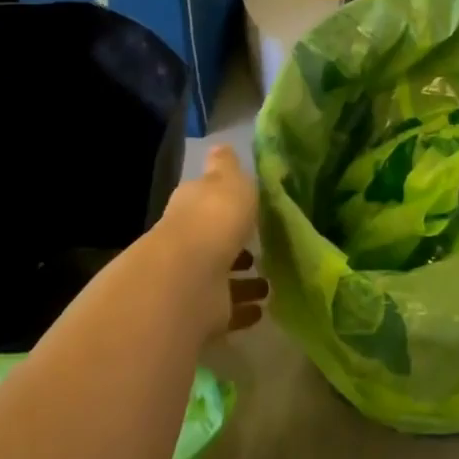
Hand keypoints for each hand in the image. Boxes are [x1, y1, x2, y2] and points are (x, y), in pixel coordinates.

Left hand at [161, 146, 266, 337]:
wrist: (191, 277)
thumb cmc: (214, 218)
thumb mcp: (229, 179)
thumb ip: (227, 166)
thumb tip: (220, 146)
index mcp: (192, 205)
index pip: (205, 199)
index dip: (224, 202)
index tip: (249, 207)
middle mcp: (188, 240)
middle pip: (213, 239)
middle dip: (235, 244)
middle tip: (264, 247)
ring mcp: (194, 278)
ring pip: (221, 276)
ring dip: (243, 279)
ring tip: (270, 281)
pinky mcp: (203, 311)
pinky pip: (228, 308)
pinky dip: (244, 308)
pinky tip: (263, 307)